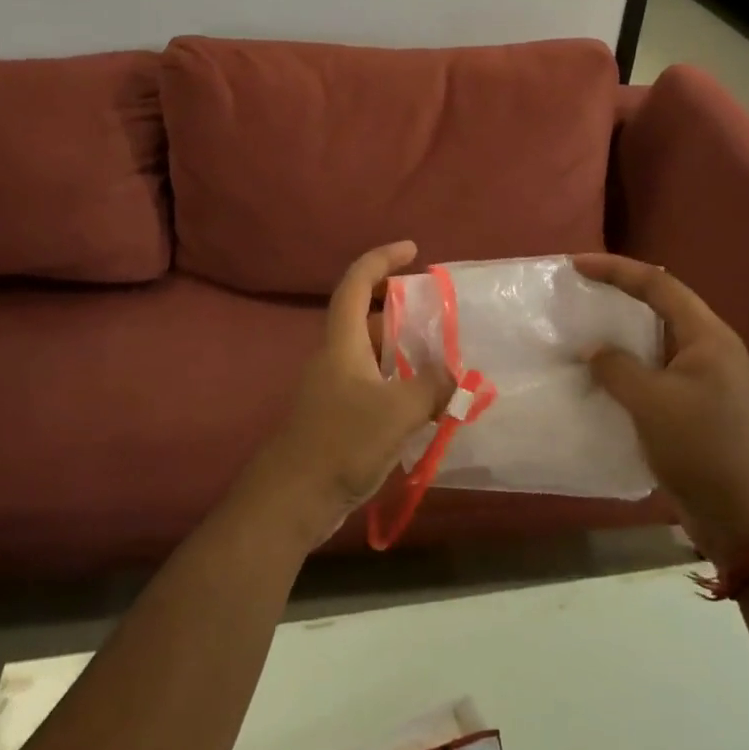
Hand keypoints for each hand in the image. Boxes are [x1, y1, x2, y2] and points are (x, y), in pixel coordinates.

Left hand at [238, 241, 452, 550]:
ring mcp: (334, 389)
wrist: (291, 499)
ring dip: (404, 350)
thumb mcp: (397, 411)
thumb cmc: (341, 443)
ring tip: (443, 357)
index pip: (357, 283)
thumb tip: (457, 376)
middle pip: (366, 317)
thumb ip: (432, 387)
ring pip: (372, 354)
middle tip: (437, 312)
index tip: (413, 250)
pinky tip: (426, 403)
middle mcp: (336, 357)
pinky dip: (399, 383)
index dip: (382, 259)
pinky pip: (373, 385)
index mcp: (343, 342)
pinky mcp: (338, 418)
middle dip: (400, 307)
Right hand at [574, 253, 748, 565]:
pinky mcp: (697, 412)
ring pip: (656, 346)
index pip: (659, 285)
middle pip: (660, 309)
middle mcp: (710, 351)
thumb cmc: (704, 449)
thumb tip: (593, 350)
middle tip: (577, 297)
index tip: (576, 265)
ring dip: (620, 340)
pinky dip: (628, 374)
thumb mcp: (653, 403)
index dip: (616, 270)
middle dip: (618, 299)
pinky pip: (656, 378)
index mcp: (708, 337)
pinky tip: (600, 384)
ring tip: (580, 337)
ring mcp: (706, 383)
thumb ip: (618, 368)